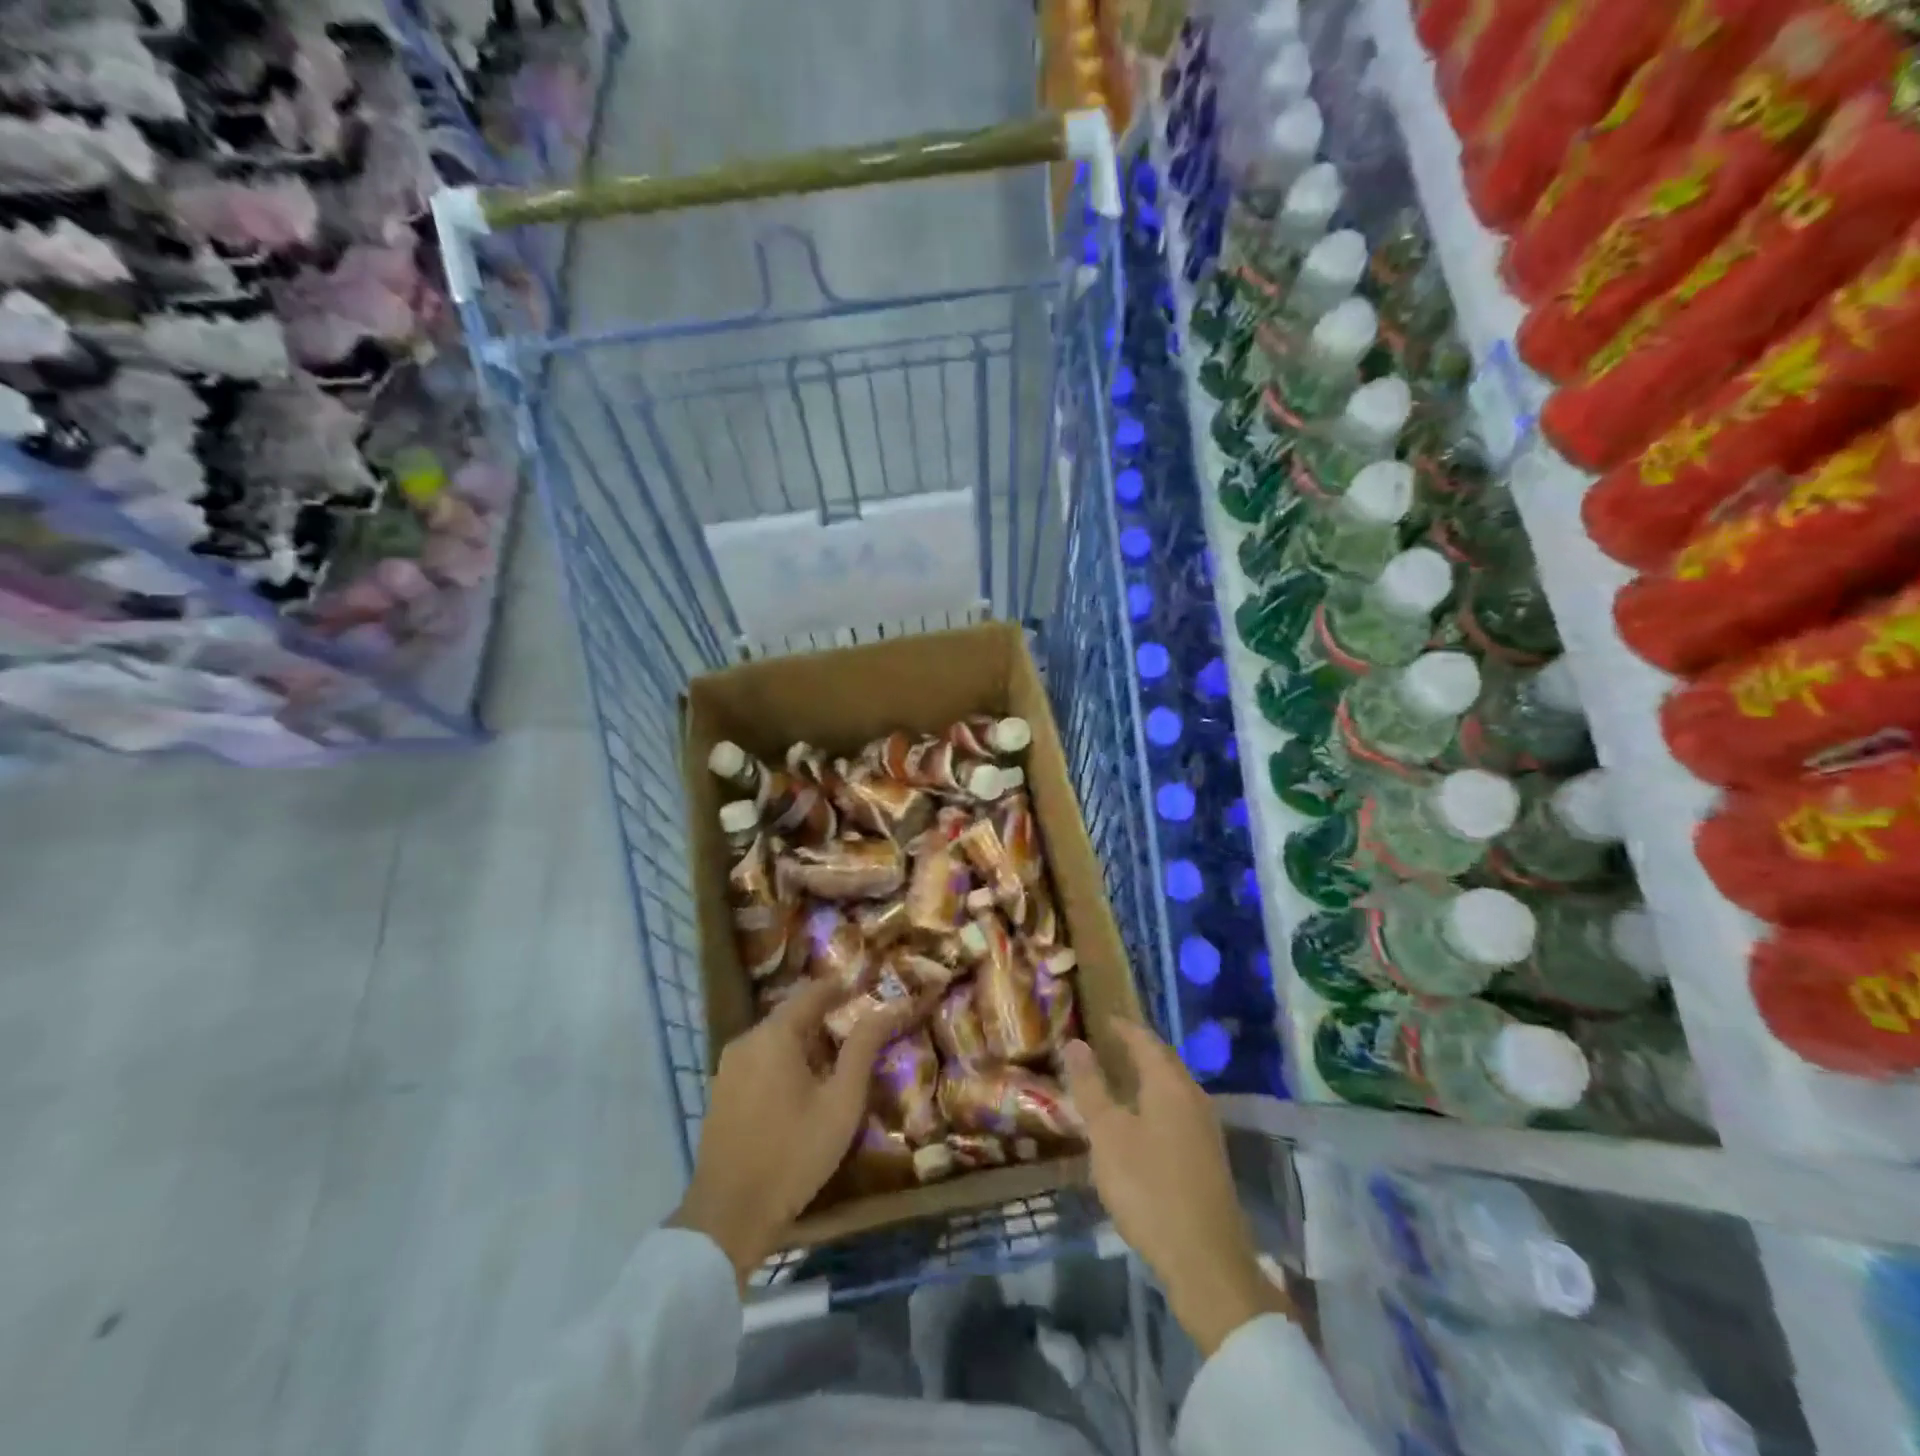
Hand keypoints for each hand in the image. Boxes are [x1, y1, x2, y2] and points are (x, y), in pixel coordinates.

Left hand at [670, 978, 898, 1284]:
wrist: (728, 1216)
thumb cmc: (794, 1154)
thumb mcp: (841, 1101)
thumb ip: (863, 1048)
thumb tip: (889, 1006)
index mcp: (774, 1034)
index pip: (813, 992)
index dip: (842, 987)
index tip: (869, 989)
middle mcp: (746, 1040)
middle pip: (792, 1014)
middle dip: (826, 1017)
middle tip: (860, 1030)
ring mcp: (728, 1067)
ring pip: (774, 1039)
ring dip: (805, 1041)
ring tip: (837, 1060)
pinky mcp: (721, 1092)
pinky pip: (759, 1060)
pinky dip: (784, 1061)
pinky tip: (803, 1087)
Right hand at [1063, 1021, 1291, 1354]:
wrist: (1206, 1261)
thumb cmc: (1148, 1188)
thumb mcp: (1107, 1135)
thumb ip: (1091, 1087)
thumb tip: (1076, 1042)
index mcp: (1170, 1084)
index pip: (1144, 1040)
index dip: (1122, 1027)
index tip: (1101, 1018)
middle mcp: (1193, 1097)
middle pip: (1163, 1061)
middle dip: (1136, 1048)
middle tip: (1106, 1043)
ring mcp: (1205, 1128)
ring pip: (1172, 1087)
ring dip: (1146, 1076)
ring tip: (1117, 1077)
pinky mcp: (1207, 1156)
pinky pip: (1177, 1110)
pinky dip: (1155, 1101)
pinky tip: (1138, 1121)